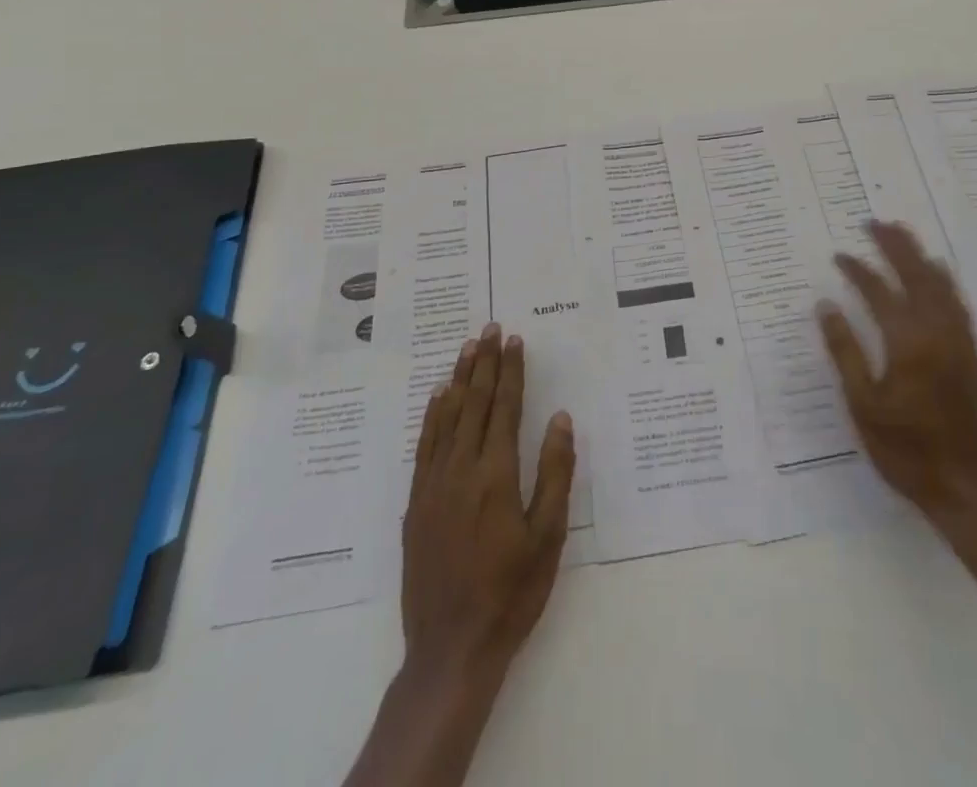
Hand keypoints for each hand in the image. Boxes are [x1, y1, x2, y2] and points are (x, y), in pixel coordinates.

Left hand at [402, 323, 575, 682]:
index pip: (504, 408)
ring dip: (458, 379)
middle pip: (474, 403)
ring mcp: (433, 485)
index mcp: (496, 475)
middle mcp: (461, 469)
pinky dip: (432, 415)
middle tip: (490, 328)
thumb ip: (555, 473)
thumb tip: (560, 419)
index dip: (510, 372)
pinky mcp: (415, 504)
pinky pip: (424, 445)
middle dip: (484, 363)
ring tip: (467, 348)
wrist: (451, 648)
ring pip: (446, 417)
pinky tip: (438, 397)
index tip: (515, 341)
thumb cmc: (511, 592)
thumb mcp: (548, 536)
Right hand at [817, 221, 976, 526]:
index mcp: (908, 342)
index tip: (839, 255)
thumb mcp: (864, 405)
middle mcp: (938, 332)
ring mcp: (960, 341)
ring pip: (941, 285)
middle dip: (894, 246)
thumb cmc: (907, 451)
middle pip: (916, 275)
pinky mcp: (973, 354)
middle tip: (874, 223)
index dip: (857, 270)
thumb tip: (826, 306)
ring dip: (919, 256)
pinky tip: (936, 275)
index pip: (879, 292)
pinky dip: (943, 280)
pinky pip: (957, 303)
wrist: (970, 490)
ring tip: (902, 235)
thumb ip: (845, 351)